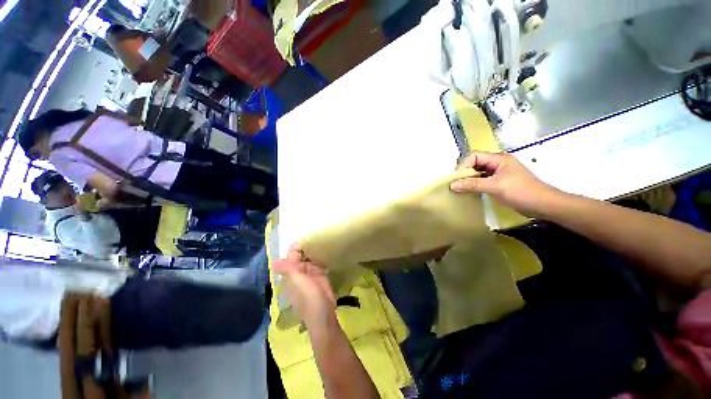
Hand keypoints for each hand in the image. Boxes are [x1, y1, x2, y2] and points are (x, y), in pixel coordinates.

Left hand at [273, 244, 335, 328]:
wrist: (324, 314)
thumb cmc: (310, 298)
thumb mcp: (299, 283)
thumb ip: (288, 270)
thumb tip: (274, 261)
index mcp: (291, 274)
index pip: (291, 256)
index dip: (296, 247)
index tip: (306, 237)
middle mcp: (299, 272)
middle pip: (301, 256)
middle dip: (306, 246)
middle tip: (316, 234)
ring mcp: (310, 273)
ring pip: (309, 258)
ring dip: (313, 250)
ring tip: (322, 238)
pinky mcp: (320, 275)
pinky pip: (318, 262)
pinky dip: (320, 256)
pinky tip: (325, 249)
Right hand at [450, 152, 563, 217]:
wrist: (543, 205)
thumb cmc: (521, 192)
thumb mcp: (495, 187)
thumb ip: (473, 184)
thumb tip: (452, 185)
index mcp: (499, 159)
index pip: (475, 156)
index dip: (464, 166)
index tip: (456, 179)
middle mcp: (497, 163)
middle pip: (475, 163)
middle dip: (464, 172)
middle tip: (455, 183)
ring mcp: (498, 173)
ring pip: (478, 172)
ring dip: (468, 179)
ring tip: (460, 188)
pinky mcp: (499, 182)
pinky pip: (482, 180)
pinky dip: (474, 184)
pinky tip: (469, 191)